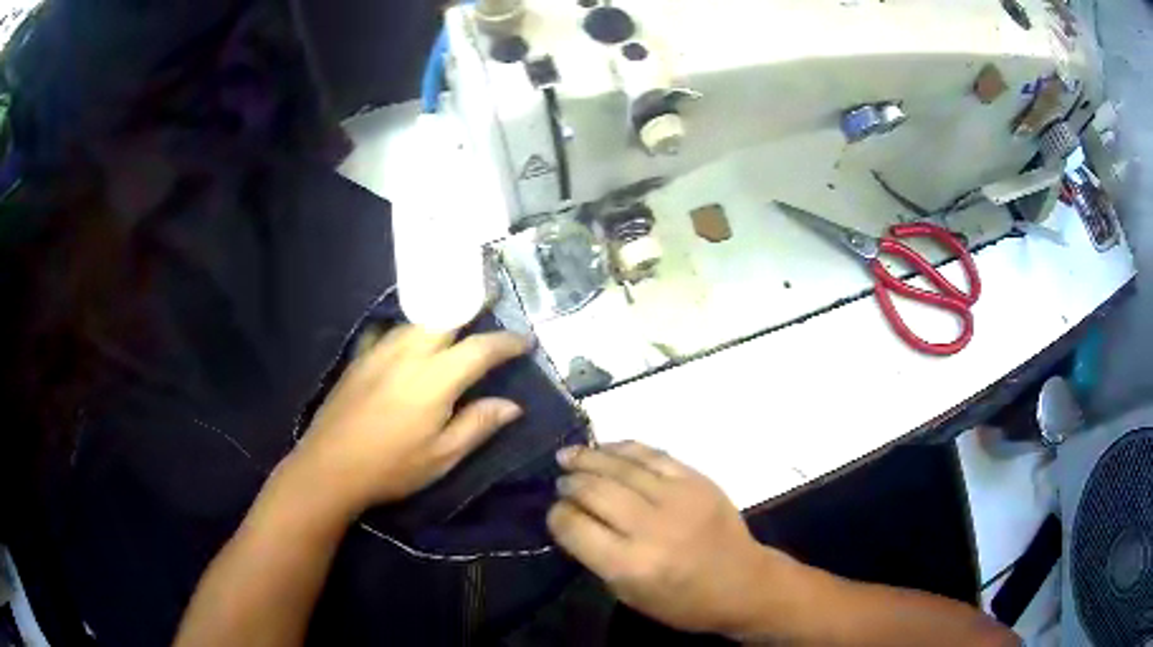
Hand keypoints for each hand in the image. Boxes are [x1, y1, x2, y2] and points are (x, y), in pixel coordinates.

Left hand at [285, 324, 530, 514]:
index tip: (526, 341)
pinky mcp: (361, 357)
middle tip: (492, 298)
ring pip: (418, 319)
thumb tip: (512, 405)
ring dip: (442, 314)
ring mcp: (380, 351)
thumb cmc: (391, 467)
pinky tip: (410, 338)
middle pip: (446, 314)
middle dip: (472, 302)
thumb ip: (478, 425)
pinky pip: (391, 330)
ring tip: (457, 317)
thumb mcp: (442, 456)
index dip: (507, 342)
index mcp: (435, 379)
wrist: (329, 467)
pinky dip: (410, 328)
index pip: (480, 348)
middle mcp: (409, 354)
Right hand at [547, 442, 784, 635]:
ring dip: (589, 457)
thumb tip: (572, 518)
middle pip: (594, 491)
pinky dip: (625, 448)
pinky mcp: (697, 480)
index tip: (554, 512)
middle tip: (561, 481)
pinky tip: (607, 447)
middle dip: (570, 483)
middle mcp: (651, 527)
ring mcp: (677, 498)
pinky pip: (654, 455)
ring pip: (621, 466)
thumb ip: (597, 556)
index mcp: (630, 564)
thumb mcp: (629, 594)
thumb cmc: (682, 601)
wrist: (742, 582)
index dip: (556, 515)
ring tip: (569, 455)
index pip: (574, 526)